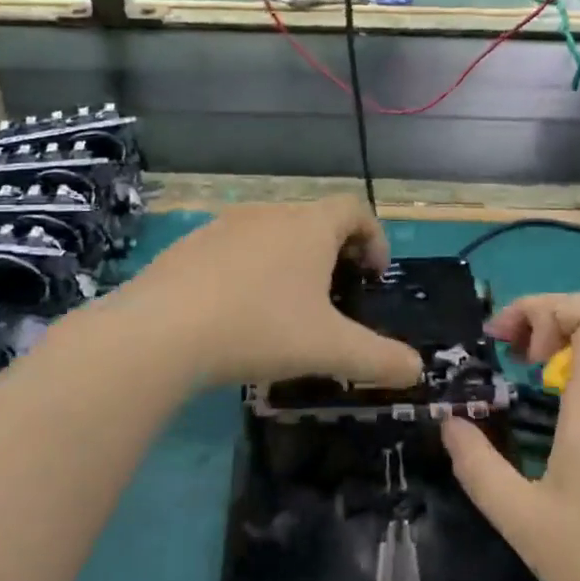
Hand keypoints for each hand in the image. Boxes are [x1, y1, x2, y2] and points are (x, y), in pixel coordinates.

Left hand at [119, 197, 422, 389]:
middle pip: (315, 219)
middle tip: (335, 296)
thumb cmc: (260, 328)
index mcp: (309, 226)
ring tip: (286, 306)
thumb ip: (380, 359)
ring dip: (290, 260)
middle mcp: (270, 213)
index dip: (374, 237)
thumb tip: (418, 371)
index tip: (373, 276)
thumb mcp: (329, 349)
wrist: (161, 331)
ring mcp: (225, 224)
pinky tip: (236, 310)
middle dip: (333, 252)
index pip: (355, 209)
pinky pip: (234, 248)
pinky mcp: (189, 244)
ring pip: (272, 233)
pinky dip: (249, 269)